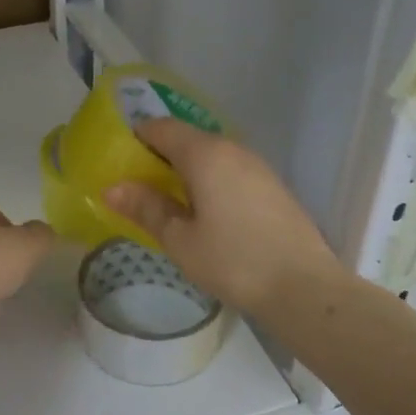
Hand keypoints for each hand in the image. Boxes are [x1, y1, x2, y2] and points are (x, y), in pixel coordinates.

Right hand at [104, 121, 340, 317]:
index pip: (162, 127)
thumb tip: (112, 188)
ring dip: (185, 170)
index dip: (136, 138)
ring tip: (167, 203)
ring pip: (210, 155)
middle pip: (187, 139)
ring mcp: (257, 166)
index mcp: (205, 154)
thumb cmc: (233, 261)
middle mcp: (233, 149)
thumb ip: (146, 208)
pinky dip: (208, 181)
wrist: (304, 287)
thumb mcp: (180, 239)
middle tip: (137, 188)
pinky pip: (229, 171)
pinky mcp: (271, 186)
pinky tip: (203, 213)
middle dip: (159, 156)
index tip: (118, 163)